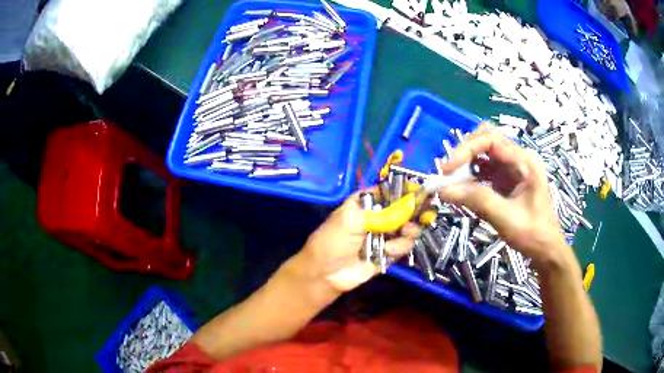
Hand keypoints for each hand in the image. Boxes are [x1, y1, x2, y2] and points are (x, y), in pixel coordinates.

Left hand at [297, 192, 419, 293]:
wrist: (326, 273)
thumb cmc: (333, 241)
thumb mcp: (352, 221)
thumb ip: (382, 214)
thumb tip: (410, 204)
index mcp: (366, 203)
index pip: (390, 191)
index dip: (405, 190)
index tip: (420, 192)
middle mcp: (378, 216)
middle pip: (404, 209)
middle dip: (413, 211)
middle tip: (422, 214)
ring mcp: (385, 235)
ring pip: (408, 228)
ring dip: (408, 230)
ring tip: (403, 232)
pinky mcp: (389, 252)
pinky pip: (404, 246)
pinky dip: (400, 247)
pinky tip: (388, 251)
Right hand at [438, 126, 566, 264]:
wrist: (545, 249)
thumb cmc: (532, 233)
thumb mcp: (505, 217)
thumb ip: (476, 200)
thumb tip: (443, 190)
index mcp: (524, 161)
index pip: (491, 139)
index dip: (466, 148)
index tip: (447, 168)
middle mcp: (518, 158)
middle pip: (486, 140)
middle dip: (465, 153)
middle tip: (448, 173)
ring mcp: (512, 168)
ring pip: (483, 153)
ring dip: (466, 164)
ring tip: (451, 182)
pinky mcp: (506, 179)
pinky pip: (484, 169)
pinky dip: (470, 176)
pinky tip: (462, 188)